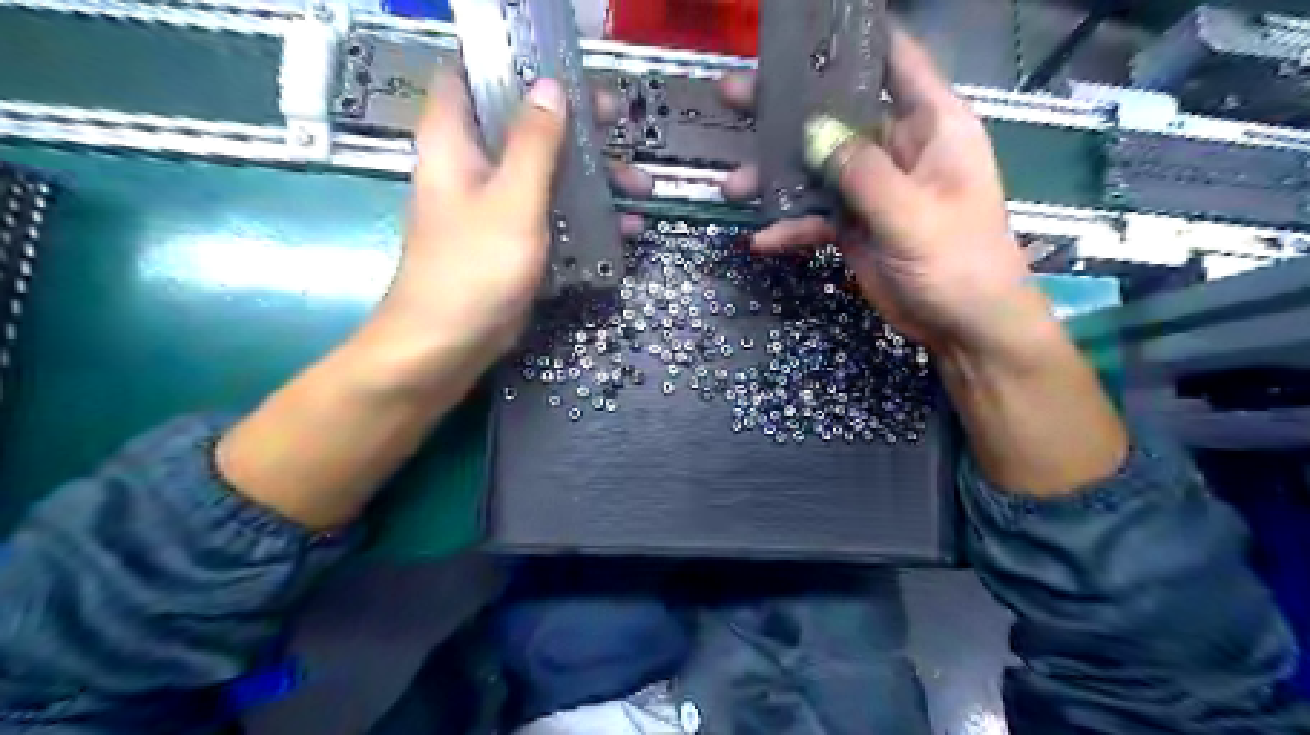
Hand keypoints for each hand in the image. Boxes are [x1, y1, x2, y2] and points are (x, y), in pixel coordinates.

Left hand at [380, 72, 649, 369]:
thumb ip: (534, 143)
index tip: (562, 73)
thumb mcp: (512, 199)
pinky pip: (551, 218)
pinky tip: (624, 230)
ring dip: (591, 180)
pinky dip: (583, 220)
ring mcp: (494, 208)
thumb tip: (550, 87)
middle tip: (618, 125)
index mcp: (455, 143)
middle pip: (523, 128)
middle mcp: (472, 168)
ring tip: (640, 189)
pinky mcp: (512, 243)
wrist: (449, 344)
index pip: (470, 78)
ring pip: (546, 176)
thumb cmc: (474, 266)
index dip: (513, 68)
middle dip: (574, 127)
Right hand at [721, 27, 1040, 359]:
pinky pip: (815, 215)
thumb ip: (862, 172)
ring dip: (775, 176)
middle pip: (835, 113)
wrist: (963, 327)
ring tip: (731, 185)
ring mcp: (870, 187)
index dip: (853, 39)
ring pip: (815, 167)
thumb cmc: (958, 261)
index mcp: (929, 125)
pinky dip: (790, 225)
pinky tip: (762, 239)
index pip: (894, 60)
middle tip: (734, 95)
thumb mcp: (912, 213)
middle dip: (785, 108)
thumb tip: (810, 132)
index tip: (802, 32)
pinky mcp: (853, 223)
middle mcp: (895, 147)